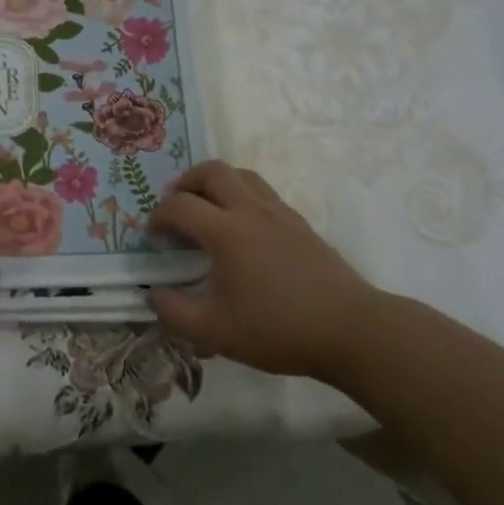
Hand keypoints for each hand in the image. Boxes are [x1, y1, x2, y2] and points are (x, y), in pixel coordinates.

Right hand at [147, 160, 378, 380]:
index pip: (179, 206)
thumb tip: (154, 295)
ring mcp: (279, 213)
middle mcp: (249, 210)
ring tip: (207, 206)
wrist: (349, 329)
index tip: (153, 237)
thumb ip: (175, 314)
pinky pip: (263, 192)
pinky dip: (242, 195)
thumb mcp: (215, 333)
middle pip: (211, 171)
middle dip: (186, 182)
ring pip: (241, 175)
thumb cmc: (277, 329)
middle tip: (176, 205)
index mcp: (225, 231)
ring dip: (216, 182)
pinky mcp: (300, 223)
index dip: (158, 216)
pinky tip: (244, 227)